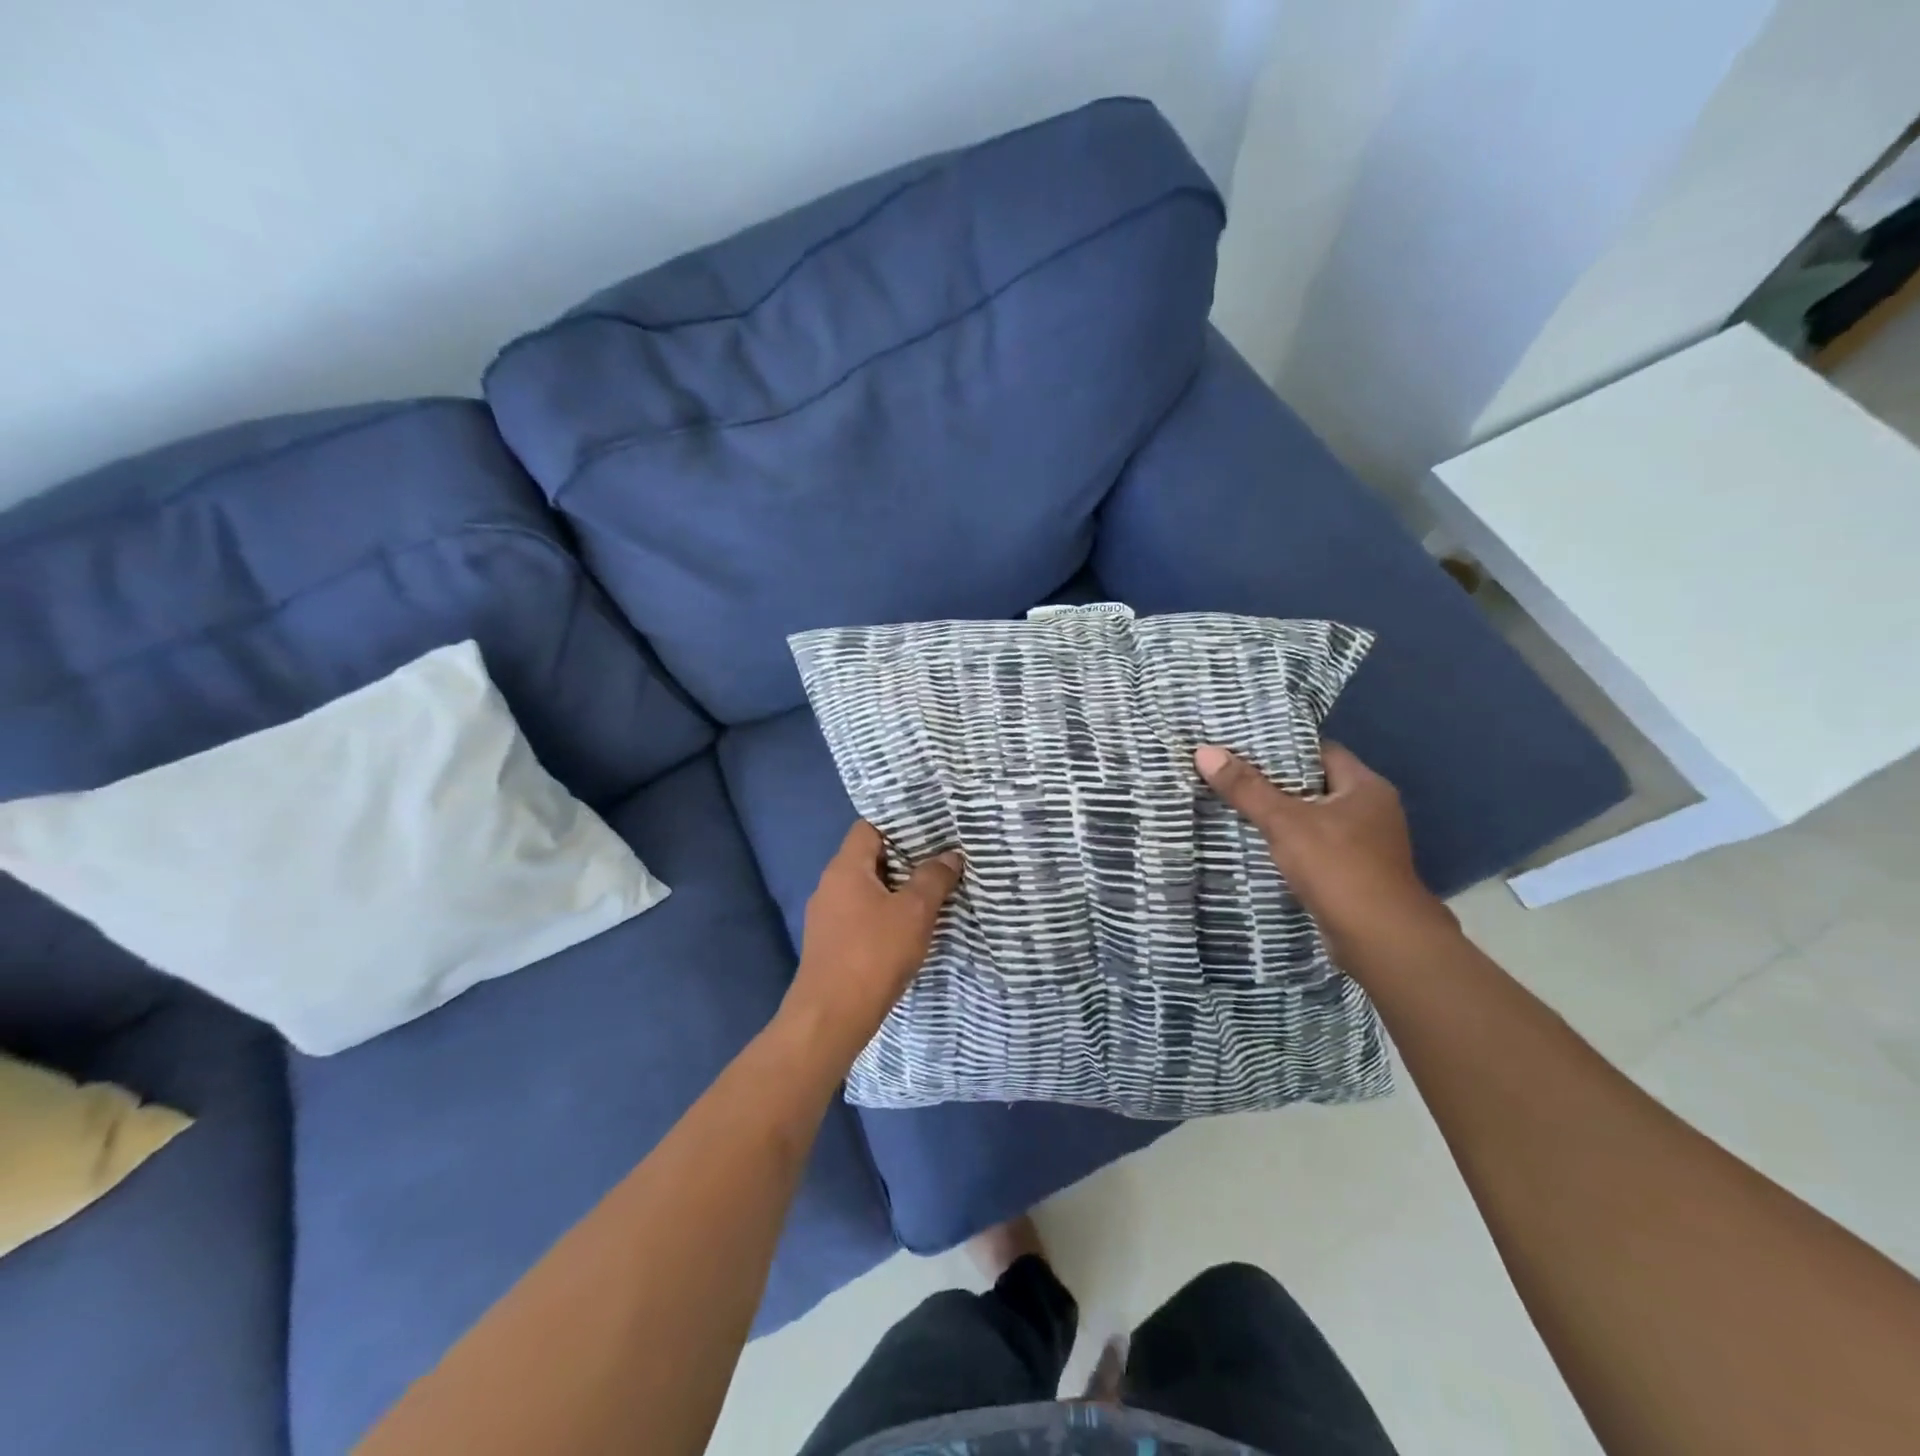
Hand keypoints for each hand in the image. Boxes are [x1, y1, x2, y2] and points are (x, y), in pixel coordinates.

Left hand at [783, 821, 963, 1065]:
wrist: (830, 1018)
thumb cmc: (873, 954)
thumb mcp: (913, 912)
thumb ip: (933, 879)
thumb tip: (951, 855)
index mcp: (844, 868)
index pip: (869, 827)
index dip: (899, 824)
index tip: (931, 827)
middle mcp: (830, 885)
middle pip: (869, 857)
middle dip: (905, 857)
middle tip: (942, 857)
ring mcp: (827, 916)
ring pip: (867, 888)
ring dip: (897, 888)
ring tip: (933, 890)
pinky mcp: (831, 943)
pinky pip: (862, 914)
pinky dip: (885, 913)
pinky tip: (910, 926)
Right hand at [1194, 741, 1457, 978]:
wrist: (1381, 941)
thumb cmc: (1338, 868)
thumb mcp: (1285, 822)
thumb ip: (1246, 788)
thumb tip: (1204, 751)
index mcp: (1365, 786)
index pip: (1319, 751)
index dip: (1281, 747)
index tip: (1241, 745)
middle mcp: (1370, 810)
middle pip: (1313, 784)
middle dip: (1272, 781)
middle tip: (1228, 773)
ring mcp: (1364, 844)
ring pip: (1312, 817)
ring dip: (1278, 815)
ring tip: (1232, 805)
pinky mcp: (1353, 872)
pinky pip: (1314, 845)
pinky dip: (1288, 843)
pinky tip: (1256, 844)